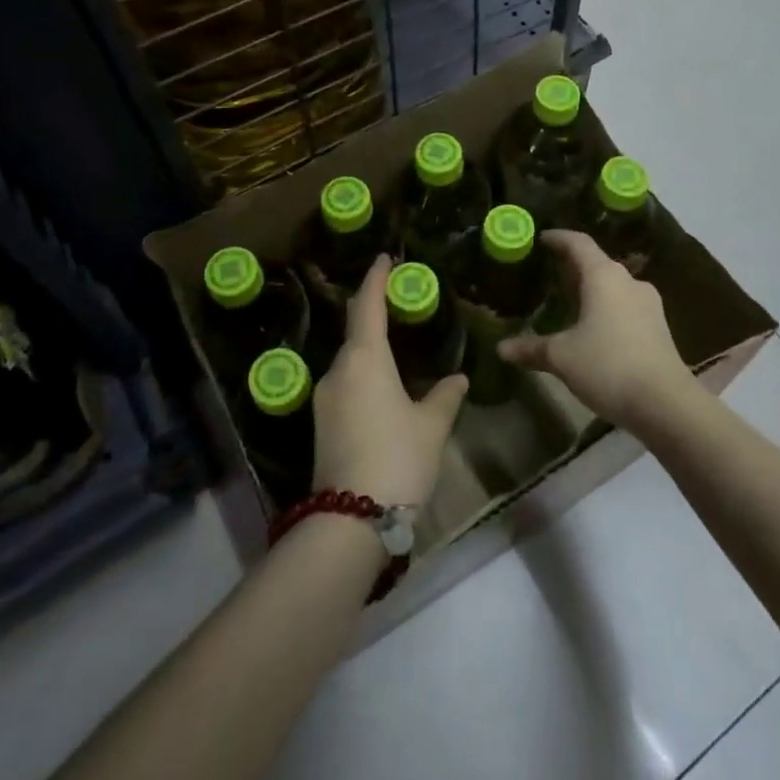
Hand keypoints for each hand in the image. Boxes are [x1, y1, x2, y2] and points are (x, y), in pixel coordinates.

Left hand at [312, 256, 467, 504]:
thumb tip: (458, 378)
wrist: (350, 521)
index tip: (384, 258)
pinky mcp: (321, 424)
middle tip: (398, 303)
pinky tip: (382, 388)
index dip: (376, 279)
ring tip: (395, 348)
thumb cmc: (397, 458)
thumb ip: (445, 395)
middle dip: (374, 313)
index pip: (368, 305)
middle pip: (355, 331)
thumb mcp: (431, 425)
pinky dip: (363, 373)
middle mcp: (338, 370)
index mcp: (364, 359)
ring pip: (349, 360)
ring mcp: (324, 398)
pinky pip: (345, 383)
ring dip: (369, 348)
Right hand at [498, 231, 697, 432]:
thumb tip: (502, 349)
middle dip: (573, 266)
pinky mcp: (658, 326)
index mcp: (604, 276)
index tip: (542, 238)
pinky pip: (626, 305)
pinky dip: (607, 308)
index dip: (558, 238)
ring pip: (613, 286)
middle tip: (549, 274)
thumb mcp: (562, 357)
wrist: (666, 404)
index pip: (578, 243)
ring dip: (592, 289)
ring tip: (570, 302)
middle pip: (597, 263)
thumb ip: (532, 348)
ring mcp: (648, 304)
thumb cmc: (609, 366)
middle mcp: (628, 281)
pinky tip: (595, 328)